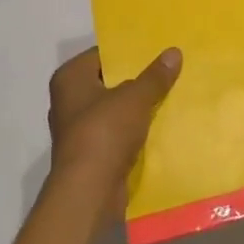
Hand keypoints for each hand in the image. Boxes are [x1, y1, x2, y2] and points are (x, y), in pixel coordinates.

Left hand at [47, 46, 181, 201]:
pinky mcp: (89, 155)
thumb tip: (174, 52)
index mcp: (70, 78)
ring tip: (170, 96)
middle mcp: (68, 101)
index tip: (155, 49)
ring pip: (114, 110)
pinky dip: (134, 132)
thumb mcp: (135, 97)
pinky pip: (116, 134)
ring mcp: (77, 130)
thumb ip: (155, 76)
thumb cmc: (104, 132)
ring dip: (137, 108)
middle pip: (109, 82)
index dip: (128, 52)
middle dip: (136, 80)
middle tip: (168, 70)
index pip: (102, 55)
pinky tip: (160, 127)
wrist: (88, 193)